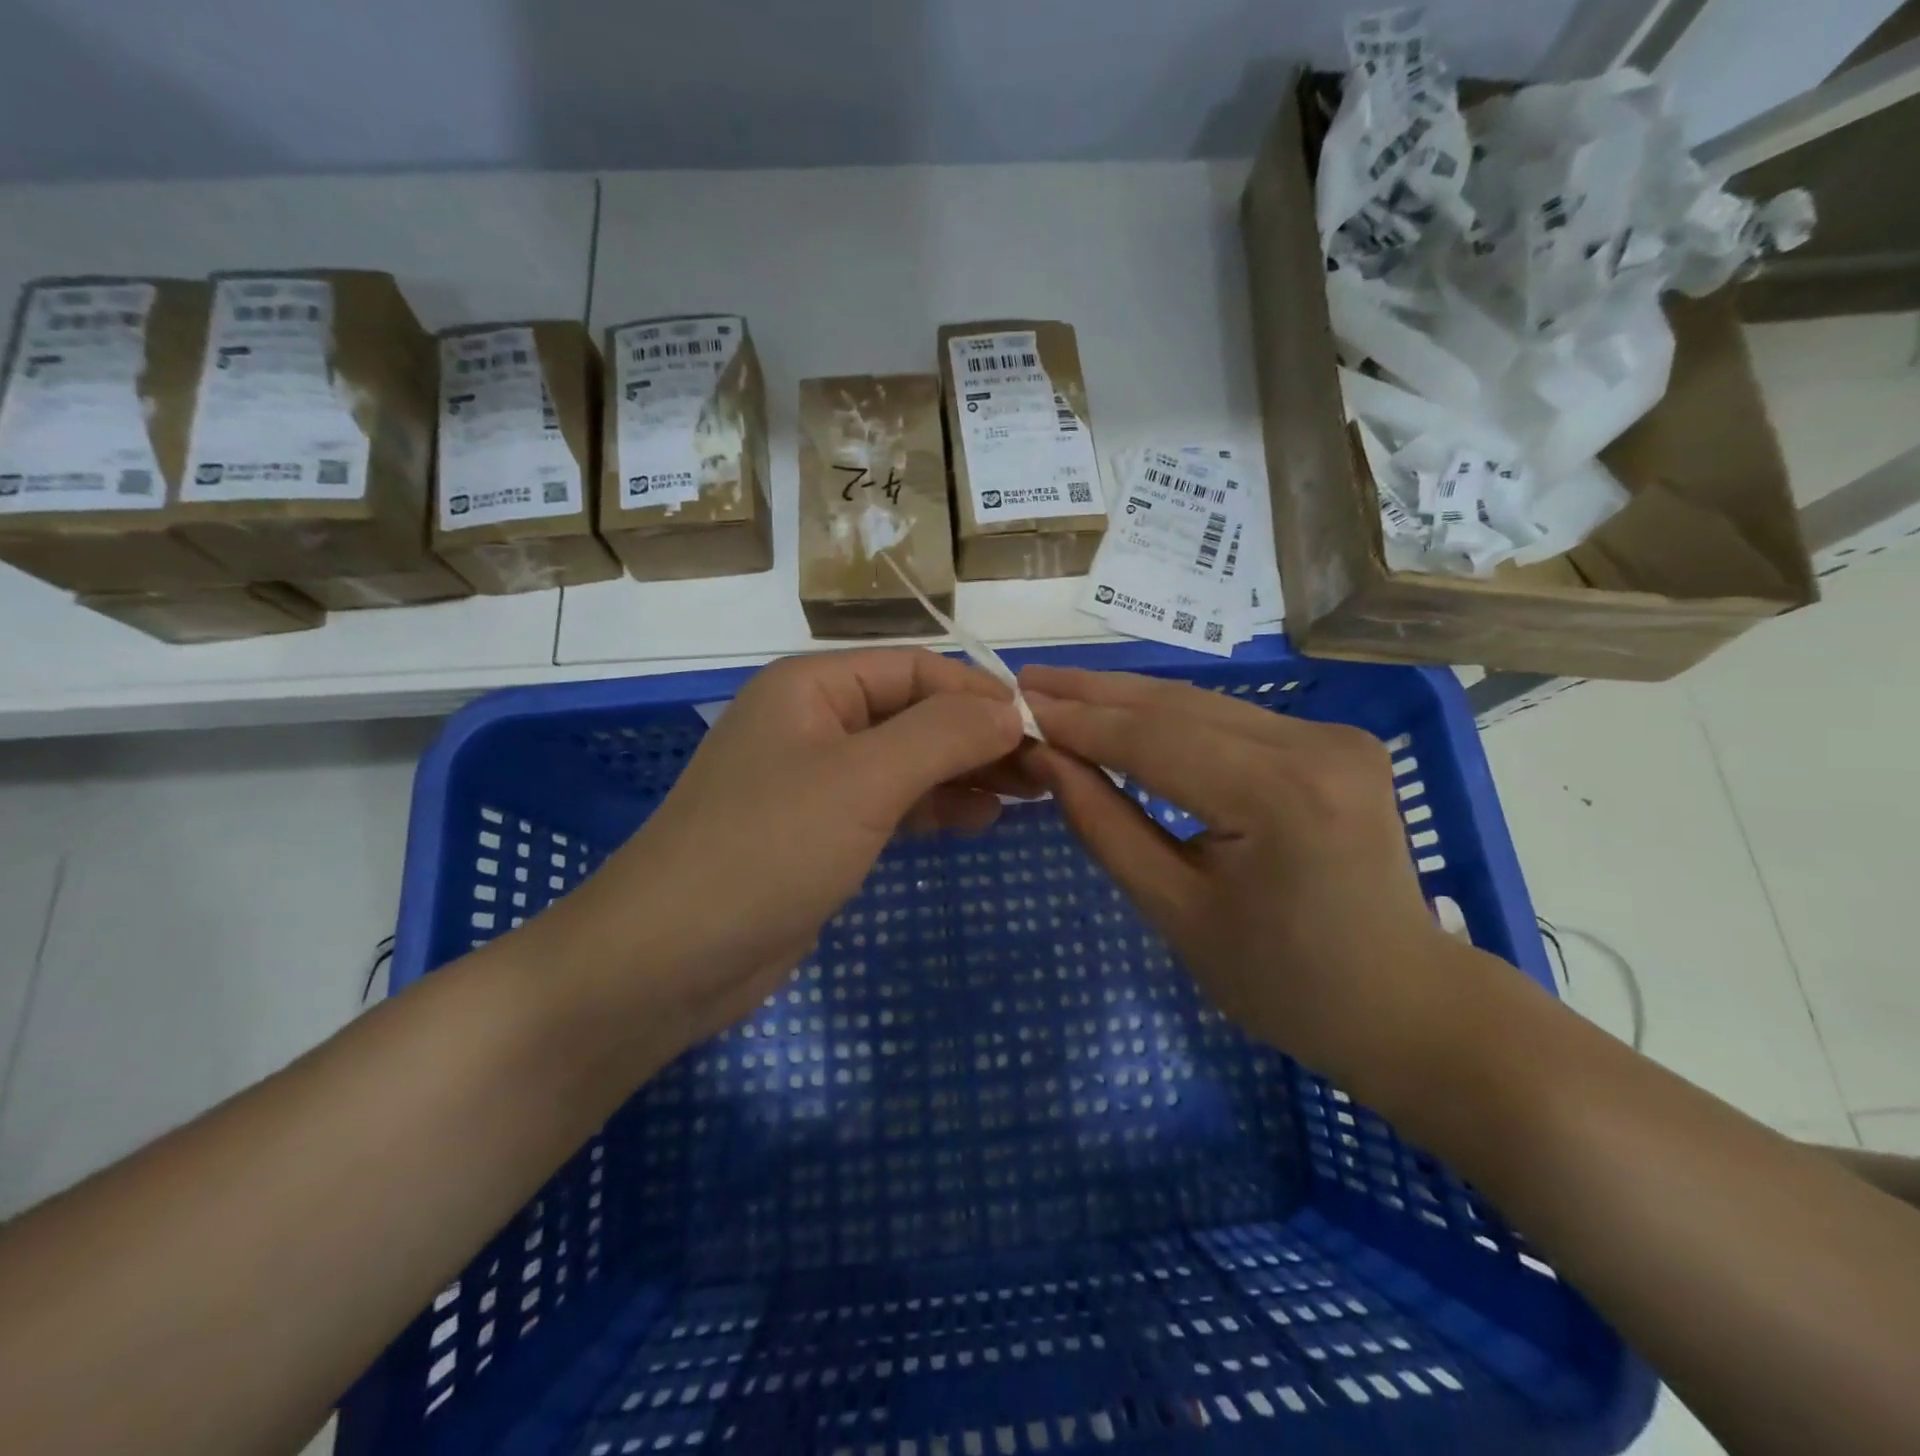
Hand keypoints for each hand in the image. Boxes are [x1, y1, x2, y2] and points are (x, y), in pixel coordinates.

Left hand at [550, 649, 1029, 1046]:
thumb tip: (1012, 707)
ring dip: (965, 773)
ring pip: (908, 762)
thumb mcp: (863, 779)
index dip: (981, 693)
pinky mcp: (821, 834)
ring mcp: (816, 782)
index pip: (917, 669)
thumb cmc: (768, 848)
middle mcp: (814, 723)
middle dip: (979, 737)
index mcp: (813, 686)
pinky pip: (892, 806)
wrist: (669, 958)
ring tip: (1030, 794)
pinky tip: (982, 820)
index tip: (1045, 727)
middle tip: (1047, 769)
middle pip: (915, 714)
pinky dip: (936, 808)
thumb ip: (943, 734)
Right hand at [1020, 664, 1475, 1089]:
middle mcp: (1314, 746)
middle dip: (1096, 693)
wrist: (1402, 1003)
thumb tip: (1046, 759)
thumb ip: (1104, 825)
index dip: (1078, 721)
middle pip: (1179, 706)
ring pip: (1204, 705)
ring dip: (1128, 700)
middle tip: (1028, 681)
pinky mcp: (1334, 741)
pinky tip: (1124, 715)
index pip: (1153, 740)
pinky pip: (1231, 721)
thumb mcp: (1174, 911)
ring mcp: (1332, 737)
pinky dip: (1170, 719)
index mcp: (1279, 798)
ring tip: (1060, 691)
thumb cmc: (1281, 982)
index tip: (1015, 706)